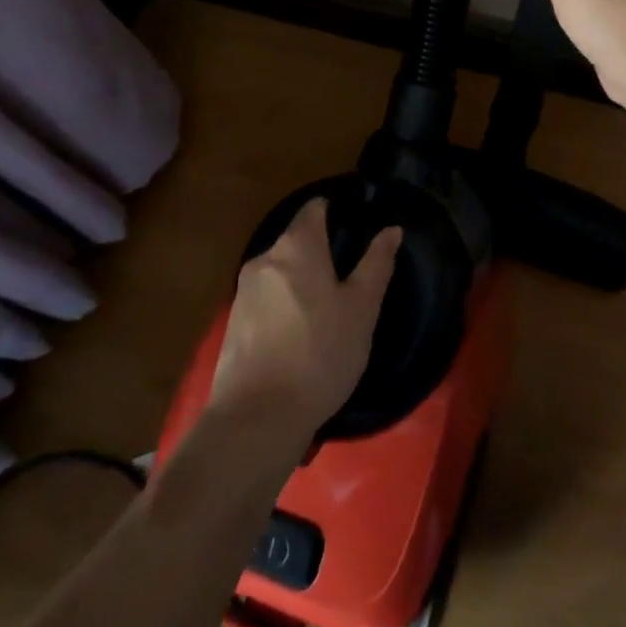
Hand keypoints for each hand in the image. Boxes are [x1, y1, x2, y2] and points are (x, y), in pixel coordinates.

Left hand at [210, 199, 399, 439]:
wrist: (257, 417)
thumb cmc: (320, 354)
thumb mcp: (362, 309)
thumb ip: (377, 264)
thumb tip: (391, 229)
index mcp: (297, 246)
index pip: (314, 209)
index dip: (335, 211)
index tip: (356, 229)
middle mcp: (265, 258)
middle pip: (296, 239)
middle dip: (321, 251)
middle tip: (350, 278)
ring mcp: (244, 290)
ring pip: (281, 271)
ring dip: (303, 280)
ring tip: (329, 310)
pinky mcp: (234, 321)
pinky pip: (267, 297)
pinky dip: (285, 304)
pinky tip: (301, 334)